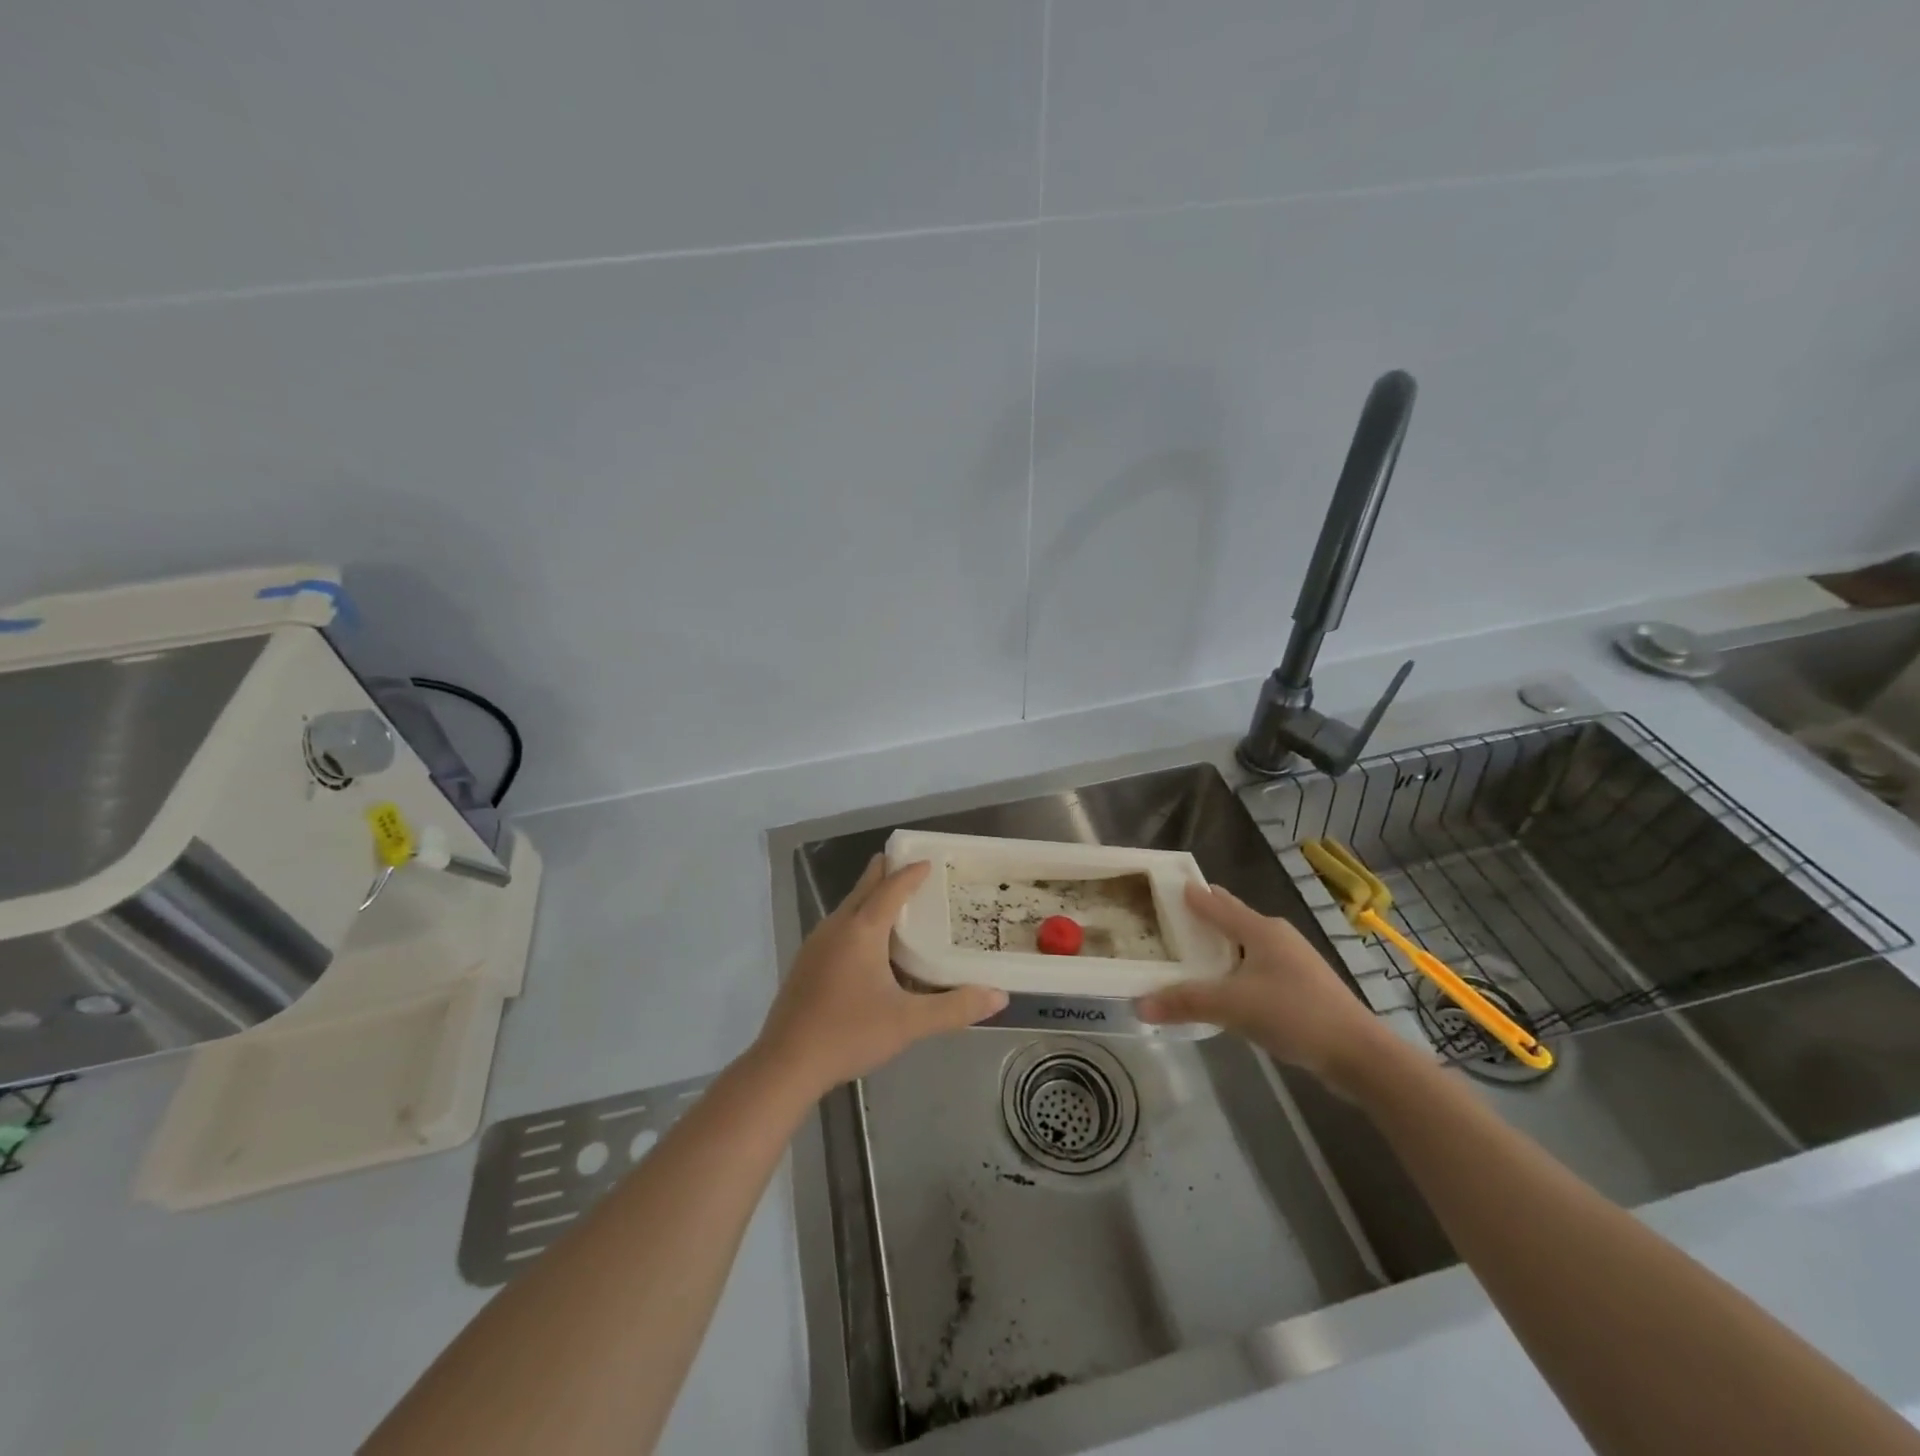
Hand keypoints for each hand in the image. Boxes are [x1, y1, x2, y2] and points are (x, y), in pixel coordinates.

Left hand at [754, 855, 1007, 1100]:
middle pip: (864, 887)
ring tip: (897, 904)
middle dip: (887, 872)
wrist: (786, 1064)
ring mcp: (816, 944)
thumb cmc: (849, 1034)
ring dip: (871, 897)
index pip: (891, 888)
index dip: (911, 873)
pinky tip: (869, 946)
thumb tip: (999, 997)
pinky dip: (858, 920)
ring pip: (849, 907)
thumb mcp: (909, 1023)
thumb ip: (955, 1008)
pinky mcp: (806, 963)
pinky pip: (838, 927)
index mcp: (861, 930)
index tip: (930, 862)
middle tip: (913, 867)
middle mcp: (836, 927)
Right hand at [1136, 882, 1393, 1093]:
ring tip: (1187, 954)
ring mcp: (1291, 961)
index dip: (1187, 894)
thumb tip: (1138, 1004)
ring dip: (1217, 946)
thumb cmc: (1295, 1014)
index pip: (1214, 902)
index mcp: (1259, 929)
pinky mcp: (1300, 986)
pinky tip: (1222, 987)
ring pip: (1243, 944)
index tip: (1159, 887)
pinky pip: (1255, 967)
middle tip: (1165, 919)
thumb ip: (1185, 1002)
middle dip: (1200, 917)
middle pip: (1230, 918)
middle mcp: (1275, 936)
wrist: (1359, 1053)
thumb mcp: (1232, 1006)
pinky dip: (1233, 969)